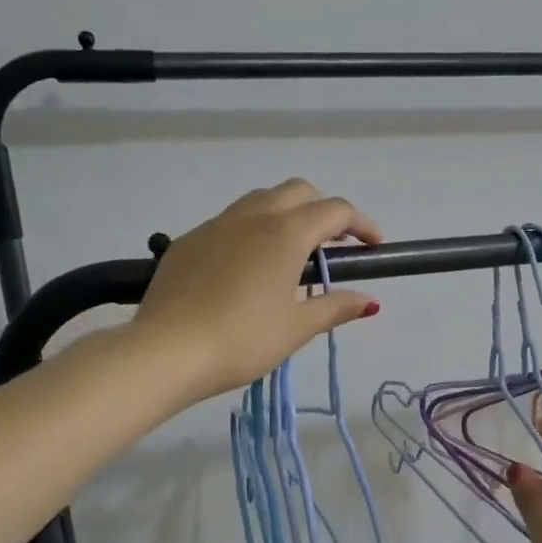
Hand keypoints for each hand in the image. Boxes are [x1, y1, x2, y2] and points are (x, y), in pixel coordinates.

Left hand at [131, 179, 382, 401]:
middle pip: (299, 191)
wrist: (166, 351)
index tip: (375, 247)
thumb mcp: (296, 328)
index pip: (335, 211)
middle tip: (334, 247)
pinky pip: (230, 222)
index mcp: (286, 233)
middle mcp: (252, 216)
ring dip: (287, 215)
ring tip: (292, 255)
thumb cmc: (242, 340)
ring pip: (261, 200)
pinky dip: (253, 231)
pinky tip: (248, 269)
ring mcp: (216, 225)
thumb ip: (335, 308)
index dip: (362, 225)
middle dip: (324, 211)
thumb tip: (369, 301)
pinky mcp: (188, 241)